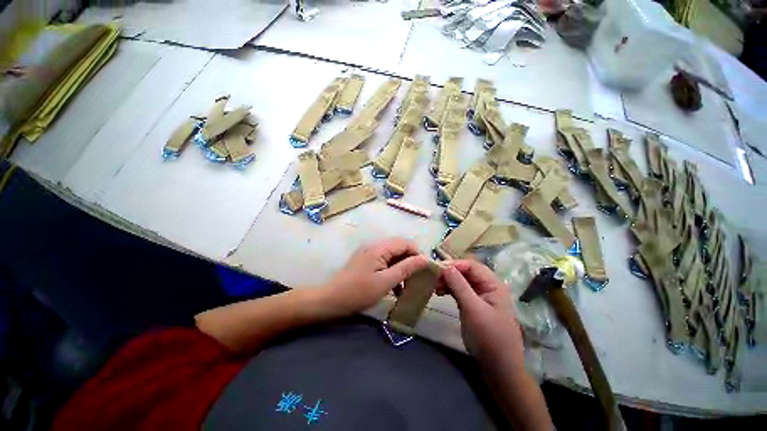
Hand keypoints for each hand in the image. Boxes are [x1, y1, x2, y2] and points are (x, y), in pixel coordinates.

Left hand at [321, 238, 428, 315]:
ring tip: (407, 284)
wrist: (331, 300)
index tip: (425, 270)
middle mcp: (374, 246)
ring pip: (393, 255)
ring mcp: (369, 253)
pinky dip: (392, 271)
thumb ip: (406, 268)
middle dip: (410, 261)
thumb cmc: (359, 292)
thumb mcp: (386, 282)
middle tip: (417, 278)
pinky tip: (395, 287)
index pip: (405, 243)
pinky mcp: (366, 261)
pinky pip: (384, 261)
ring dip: (402, 267)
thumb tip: (425, 259)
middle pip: (399, 248)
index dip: (417, 254)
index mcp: (379, 248)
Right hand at [439, 260, 524, 371]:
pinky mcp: (473, 305)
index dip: (454, 265)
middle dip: (449, 273)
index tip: (436, 269)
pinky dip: (449, 289)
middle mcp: (487, 286)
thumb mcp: (473, 310)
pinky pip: (460, 291)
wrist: (499, 368)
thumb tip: (445, 267)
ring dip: (448, 281)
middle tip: (433, 278)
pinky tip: (440, 292)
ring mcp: (480, 296)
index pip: (471, 266)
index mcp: (493, 284)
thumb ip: (459, 286)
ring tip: (434, 286)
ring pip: (461, 281)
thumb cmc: (489, 337)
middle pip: (466, 272)